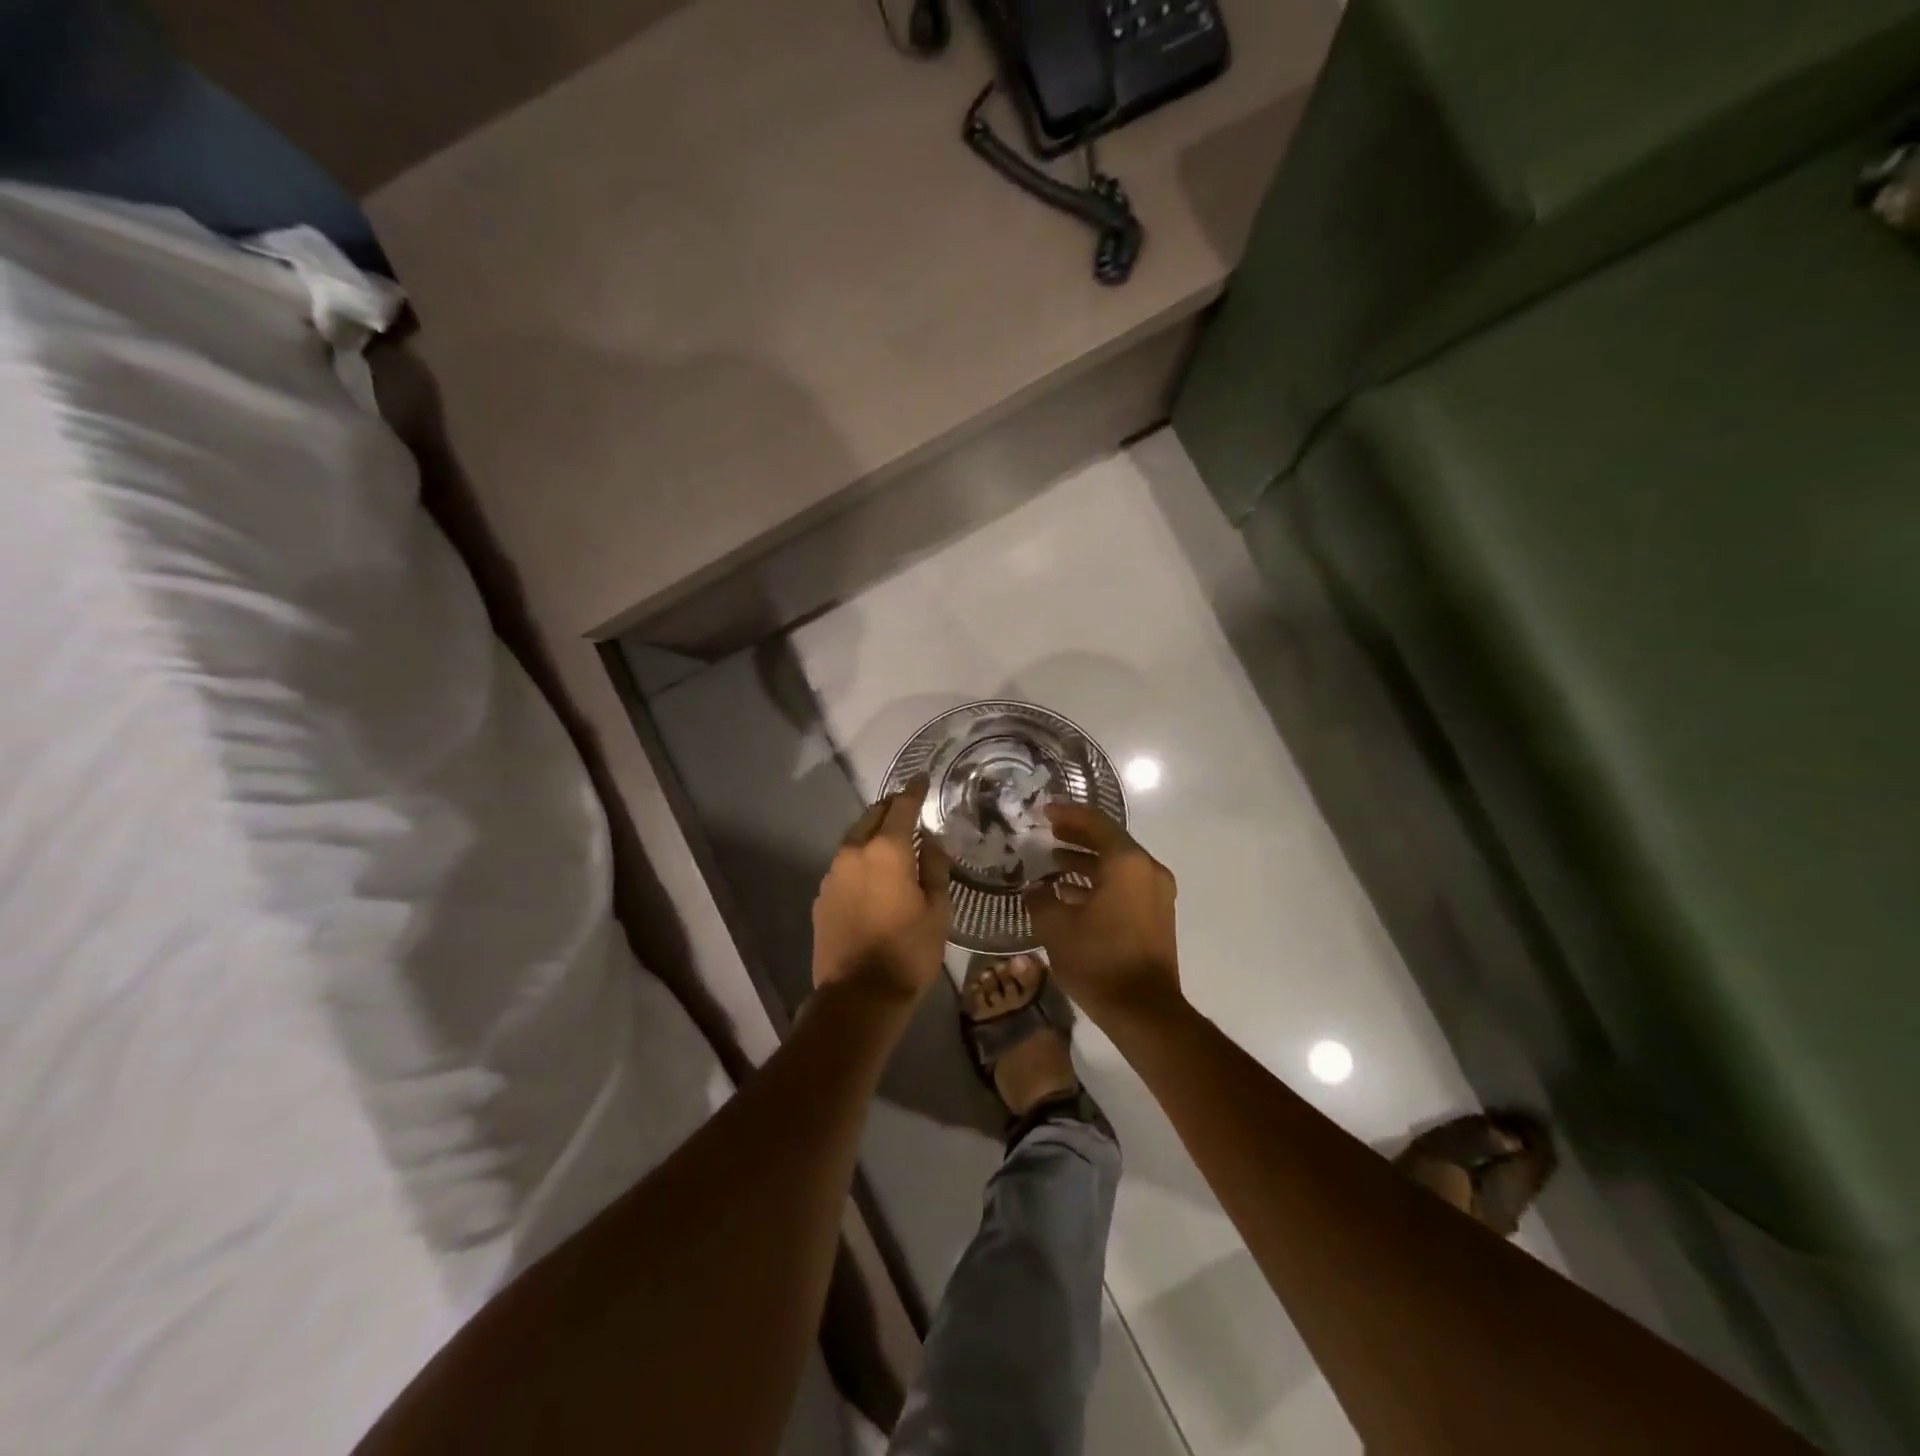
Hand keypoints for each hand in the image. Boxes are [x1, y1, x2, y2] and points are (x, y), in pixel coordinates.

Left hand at [812, 776, 951, 1005]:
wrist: (858, 996)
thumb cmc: (908, 952)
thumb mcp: (938, 909)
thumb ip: (933, 867)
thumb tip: (928, 841)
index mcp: (886, 851)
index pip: (901, 806)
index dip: (914, 790)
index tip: (923, 778)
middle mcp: (854, 853)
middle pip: (872, 816)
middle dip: (890, 807)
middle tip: (908, 806)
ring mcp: (833, 875)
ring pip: (855, 840)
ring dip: (873, 833)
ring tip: (891, 840)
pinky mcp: (821, 896)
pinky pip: (844, 865)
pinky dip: (860, 859)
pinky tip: (872, 874)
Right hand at [1023, 803, 1180, 1023]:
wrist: (1144, 1011)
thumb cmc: (1099, 960)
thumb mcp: (1056, 926)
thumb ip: (1040, 899)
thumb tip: (1034, 889)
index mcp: (1127, 863)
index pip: (1095, 824)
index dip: (1067, 814)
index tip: (1043, 811)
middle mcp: (1147, 870)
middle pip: (1109, 841)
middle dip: (1077, 835)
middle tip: (1048, 831)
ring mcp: (1157, 893)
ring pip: (1117, 865)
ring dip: (1087, 861)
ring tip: (1054, 862)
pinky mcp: (1157, 915)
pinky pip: (1125, 885)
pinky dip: (1100, 882)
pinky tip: (1071, 894)